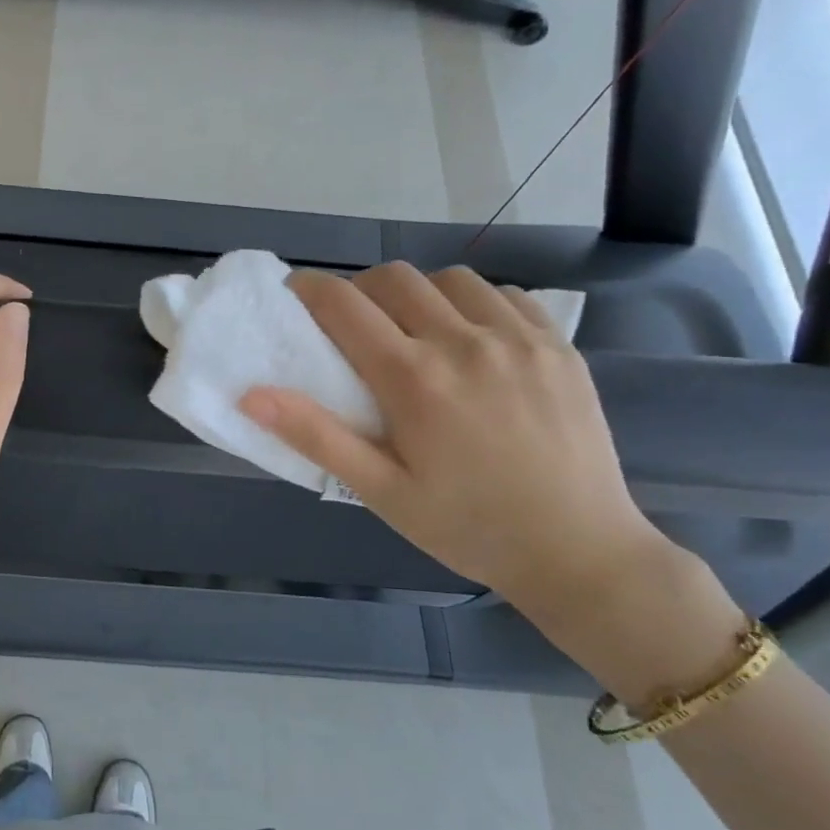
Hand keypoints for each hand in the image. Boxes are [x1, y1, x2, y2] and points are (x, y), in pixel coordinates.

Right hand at [240, 264, 676, 626]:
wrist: (578, 551)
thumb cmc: (466, 527)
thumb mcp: (380, 492)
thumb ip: (316, 436)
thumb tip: (250, 395)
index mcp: (414, 380)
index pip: (345, 305)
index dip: (309, 289)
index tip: (295, 294)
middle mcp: (464, 343)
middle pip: (395, 278)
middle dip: (361, 288)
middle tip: (352, 323)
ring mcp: (519, 339)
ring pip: (451, 279)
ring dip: (418, 292)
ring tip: (414, 329)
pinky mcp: (558, 346)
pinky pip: (505, 296)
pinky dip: (475, 303)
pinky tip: (472, 339)